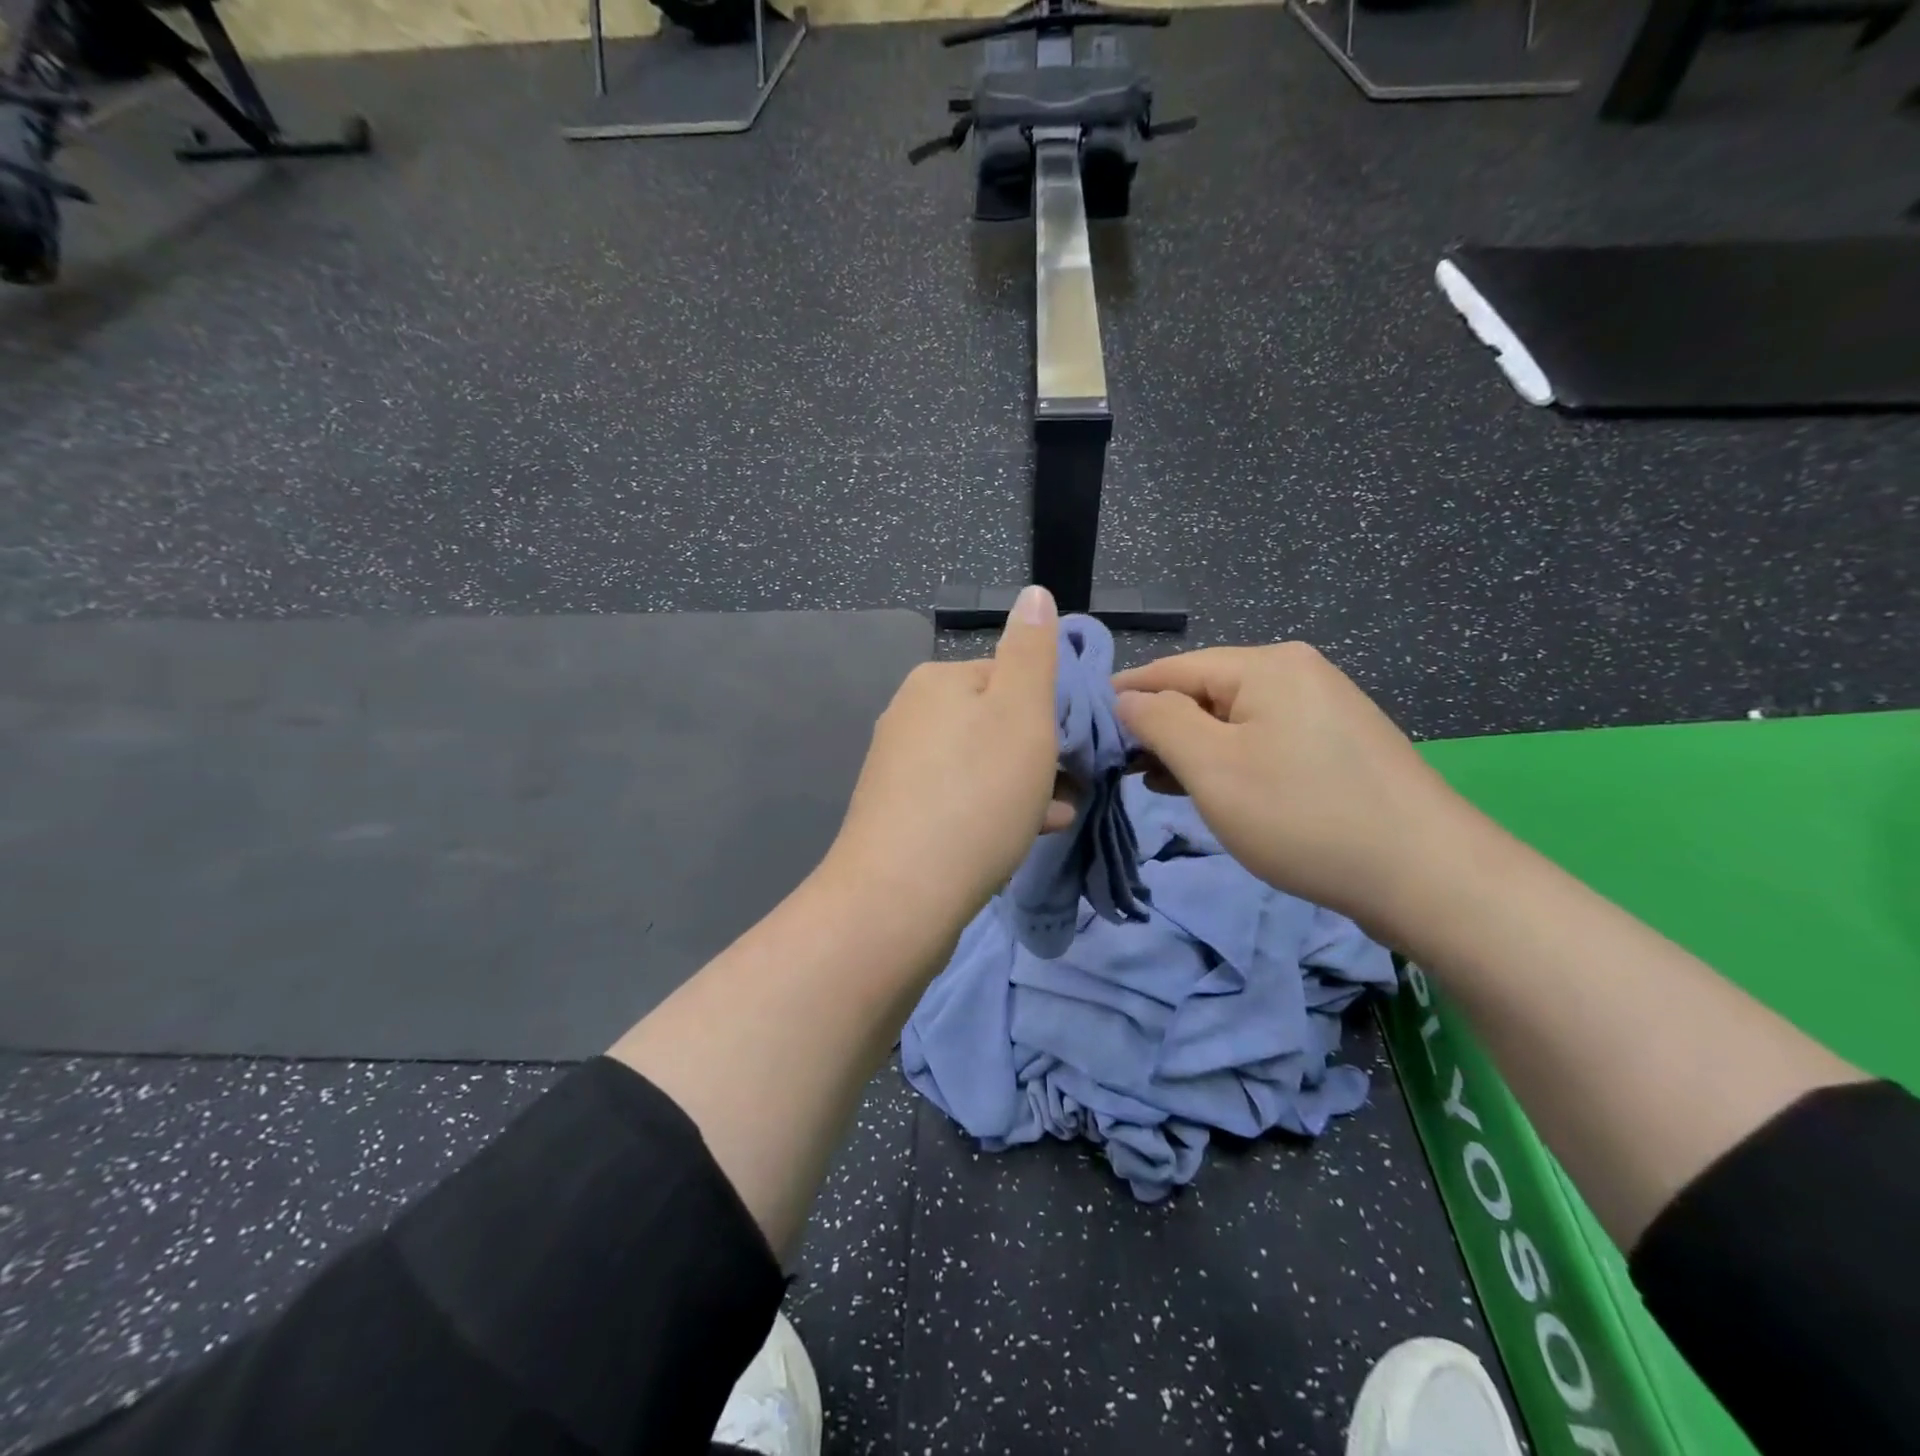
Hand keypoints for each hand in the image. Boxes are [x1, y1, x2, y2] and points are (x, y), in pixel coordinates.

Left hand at [826, 586, 1069, 935]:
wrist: (899, 898)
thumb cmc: (975, 797)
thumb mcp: (1021, 713)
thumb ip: (1032, 651)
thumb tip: (1034, 593)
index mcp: (937, 680)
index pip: (1012, 675)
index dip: (1052, 708)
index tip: (1079, 747)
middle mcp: (911, 714)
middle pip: (996, 721)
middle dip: (1040, 752)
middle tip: (1073, 786)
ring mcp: (899, 767)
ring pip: (982, 764)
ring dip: (1024, 784)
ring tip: (1059, 815)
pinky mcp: (898, 813)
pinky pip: (960, 798)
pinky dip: (994, 810)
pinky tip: (1023, 836)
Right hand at [1113, 643, 1473, 935]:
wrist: (1427, 875)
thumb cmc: (1304, 816)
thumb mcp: (1213, 768)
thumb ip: (1159, 722)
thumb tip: (1126, 698)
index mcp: (1266, 664)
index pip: (1171, 669)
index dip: (1124, 698)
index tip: (1086, 730)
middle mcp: (1296, 670)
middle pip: (1203, 691)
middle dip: (1160, 728)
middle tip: (1121, 770)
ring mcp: (1322, 705)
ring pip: (1232, 718)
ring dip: (1192, 748)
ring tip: (1159, 784)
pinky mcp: (1337, 742)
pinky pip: (1263, 738)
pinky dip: (1230, 759)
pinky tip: (1213, 788)